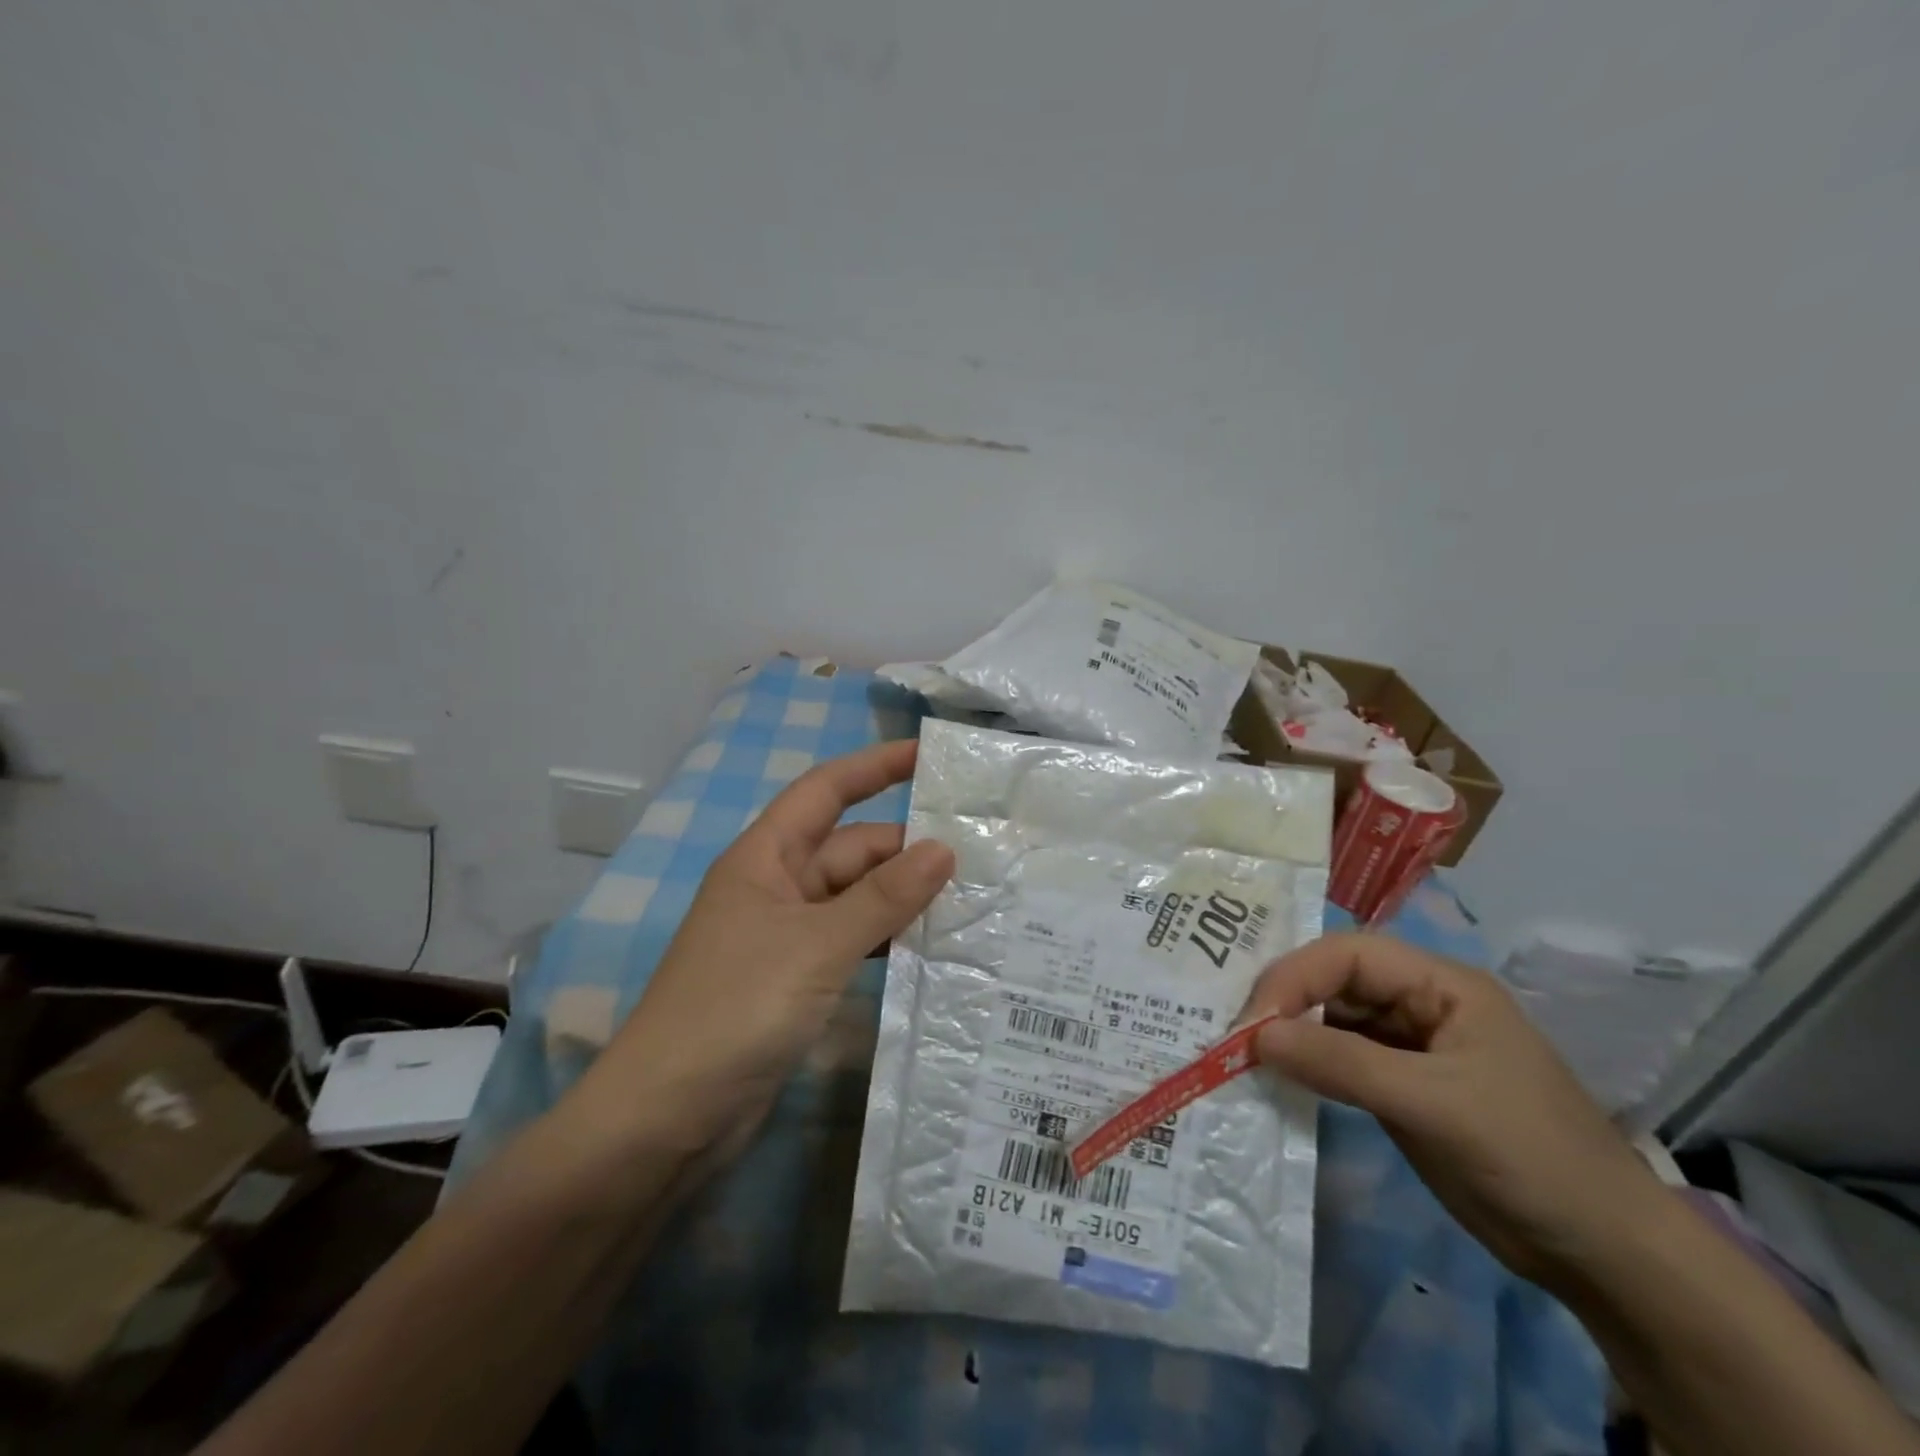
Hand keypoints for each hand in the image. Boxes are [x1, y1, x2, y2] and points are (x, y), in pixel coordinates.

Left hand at [569, 739, 952, 1165]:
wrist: (666, 1117)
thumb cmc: (736, 1008)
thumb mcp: (818, 945)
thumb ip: (884, 897)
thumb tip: (944, 849)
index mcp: (766, 857)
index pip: (826, 791)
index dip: (875, 767)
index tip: (929, 757)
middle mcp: (776, 887)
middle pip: (850, 850)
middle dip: (906, 851)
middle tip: (979, 859)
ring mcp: (785, 936)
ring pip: (855, 899)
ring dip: (901, 899)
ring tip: (970, 902)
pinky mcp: (795, 980)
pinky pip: (850, 942)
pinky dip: (885, 941)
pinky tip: (929, 951)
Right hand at [1243, 933, 1662, 1289]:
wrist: (1605, 1255)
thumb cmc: (1530, 1157)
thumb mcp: (1433, 1105)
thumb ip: (1341, 1063)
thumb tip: (1255, 1037)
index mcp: (1441, 984)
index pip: (1348, 955)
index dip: (1295, 977)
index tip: (1253, 1022)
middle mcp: (1420, 1002)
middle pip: (1335, 980)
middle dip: (1287, 1001)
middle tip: (1239, 1038)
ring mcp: (1409, 1044)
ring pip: (1332, 1018)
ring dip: (1292, 1034)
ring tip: (1247, 1056)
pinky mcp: (1400, 1083)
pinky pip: (1340, 1058)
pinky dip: (1308, 1065)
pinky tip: (1280, 1077)